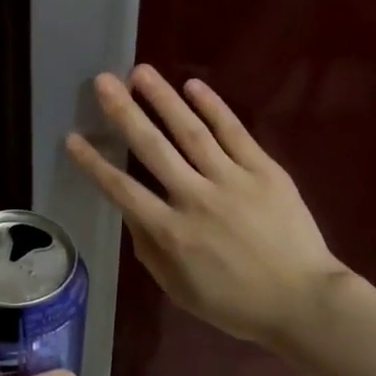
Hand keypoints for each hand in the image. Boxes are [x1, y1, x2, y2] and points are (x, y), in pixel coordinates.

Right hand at [66, 66, 350, 345]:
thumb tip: (132, 214)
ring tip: (141, 72)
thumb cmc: (236, 304)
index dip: (94, 163)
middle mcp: (195, 199)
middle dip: (124, 113)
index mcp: (171, 233)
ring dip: (164, 99)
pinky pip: (235, 133)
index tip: (73, 137)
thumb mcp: (179, 290)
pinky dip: (214, 107)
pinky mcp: (265, 171)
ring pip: (191, 132)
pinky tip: (193, 86)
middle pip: (153, 148)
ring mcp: (232, 181)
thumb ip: (150, 250)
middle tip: (103, 81)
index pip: (122, 190)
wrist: (303, 301)